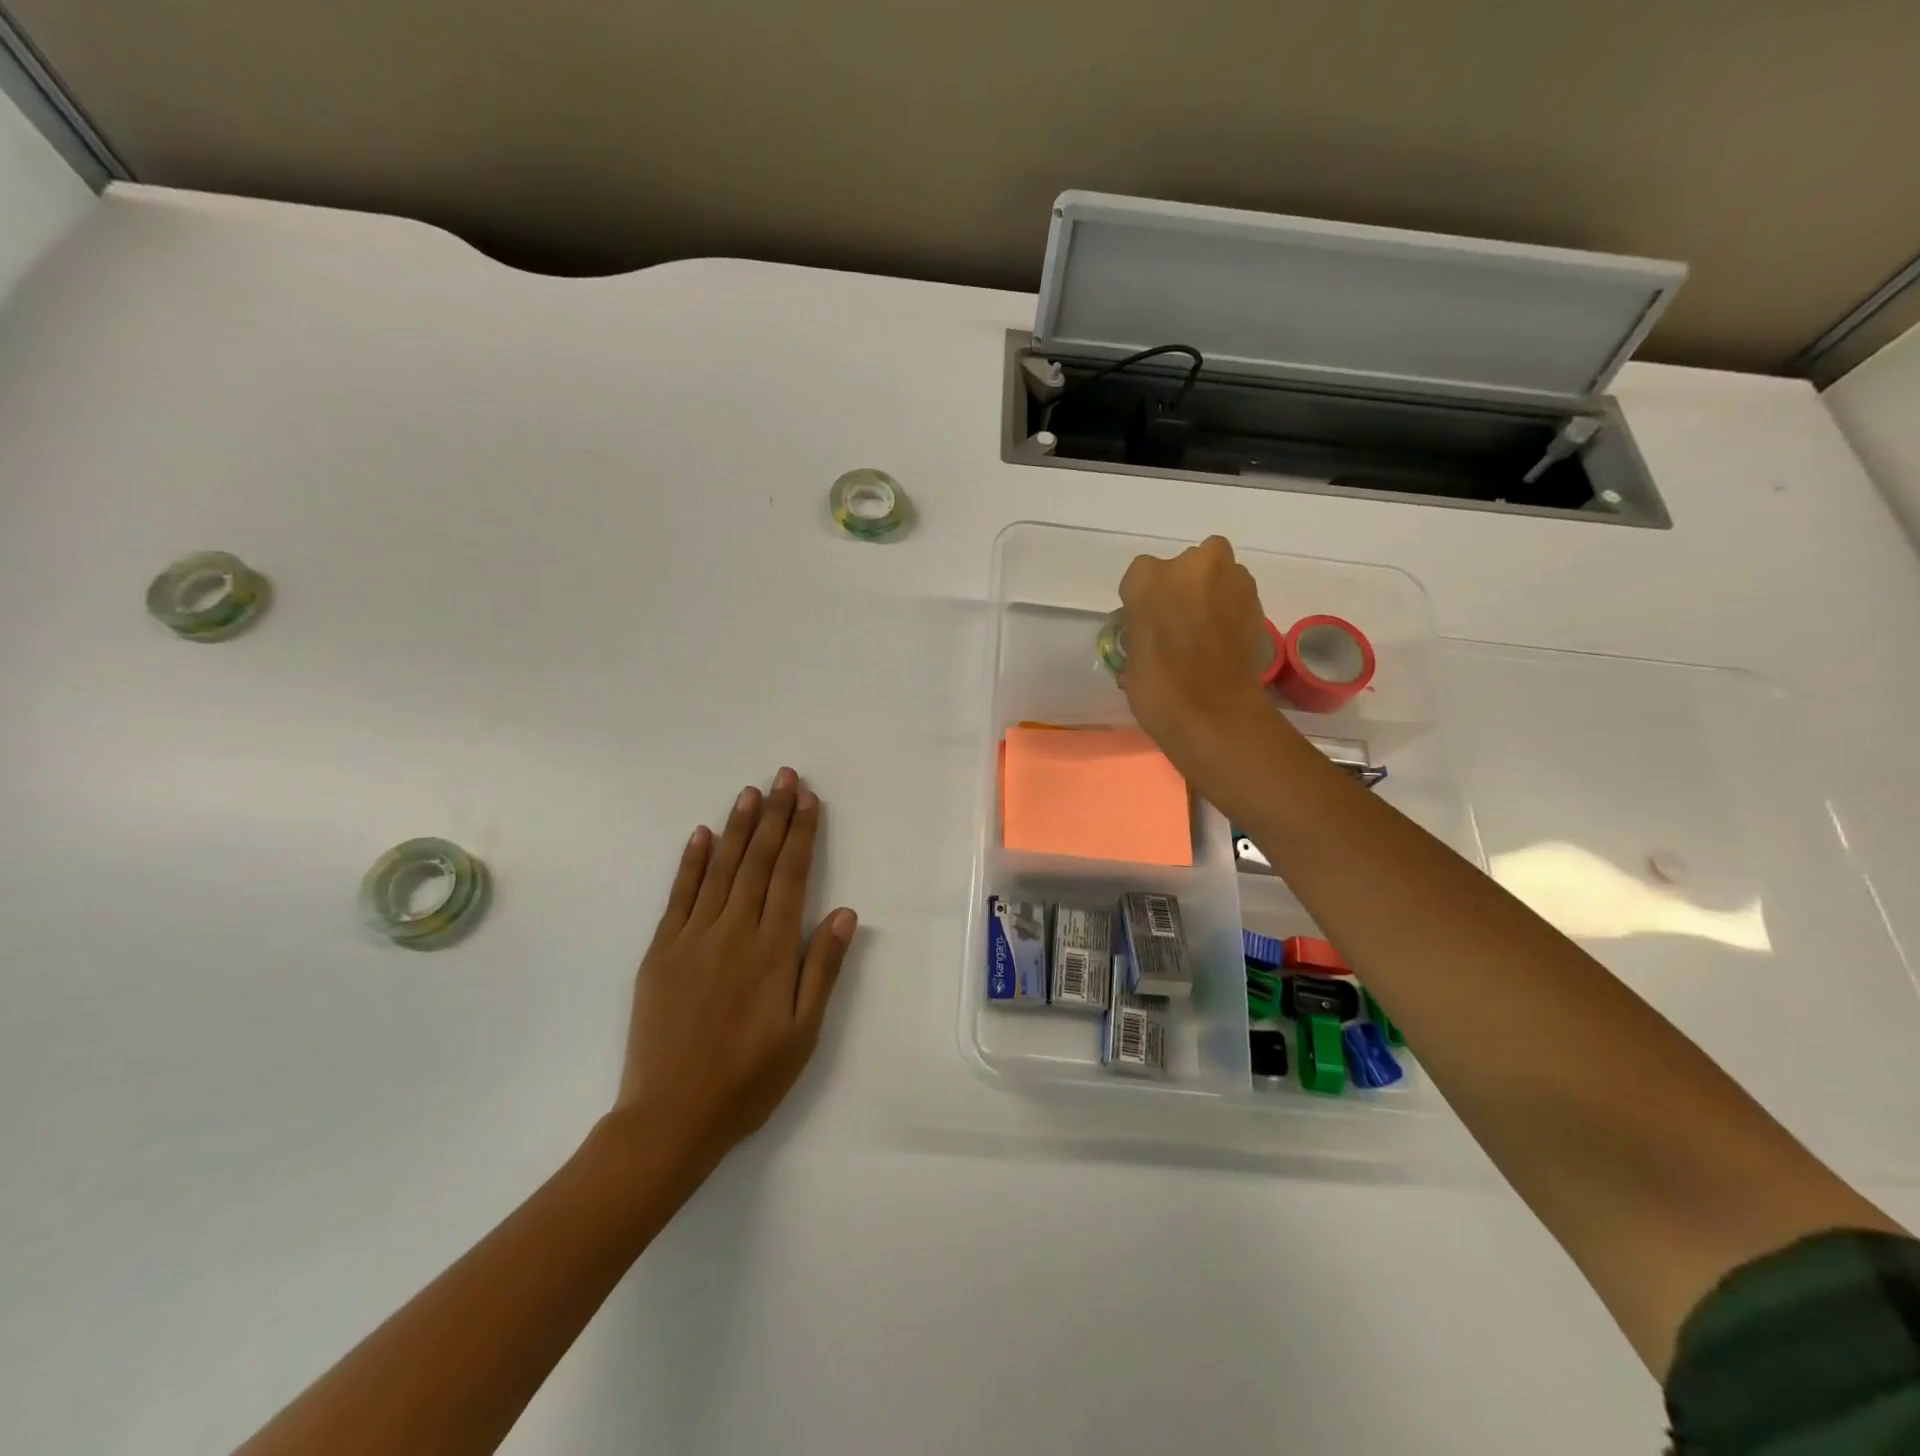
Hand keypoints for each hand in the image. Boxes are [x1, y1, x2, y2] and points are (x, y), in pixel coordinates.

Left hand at [615, 768, 856, 1173]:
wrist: (671, 1116)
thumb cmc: (749, 1077)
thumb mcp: (803, 1032)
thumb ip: (822, 967)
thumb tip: (844, 912)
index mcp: (772, 949)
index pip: (791, 876)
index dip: (802, 834)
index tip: (809, 799)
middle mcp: (734, 931)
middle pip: (759, 862)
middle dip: (775, 816)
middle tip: (784, 777)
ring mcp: (693, 937)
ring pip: (721, 869)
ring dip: (738, 828)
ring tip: (751, 792)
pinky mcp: (661, 951)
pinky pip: (679, 896)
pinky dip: (692, 863)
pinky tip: (702, 836)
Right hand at [1117, 536, 1279, 802]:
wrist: (1215, 714)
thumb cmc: (1158, 689)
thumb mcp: (1131, 659)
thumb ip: (1141, 630)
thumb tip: (1153, 632)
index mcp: (1147, 579)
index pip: (1140, 576)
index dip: (1144, 599)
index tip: (1147, 623)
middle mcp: (1190, 566)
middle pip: (1187, 563)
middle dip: (1185, 585)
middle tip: (1180, 620)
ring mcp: (1230, 579)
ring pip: (1219, 573)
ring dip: (1212, 592)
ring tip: (1205, 631)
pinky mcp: (1257, 600)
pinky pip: (1238, 595)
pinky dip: (1231, 609)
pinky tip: (1224, 640)